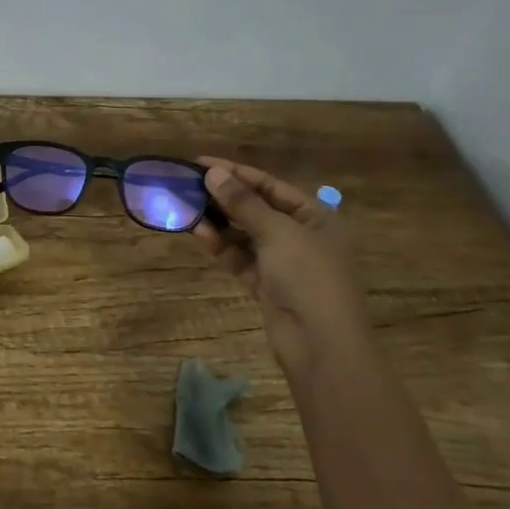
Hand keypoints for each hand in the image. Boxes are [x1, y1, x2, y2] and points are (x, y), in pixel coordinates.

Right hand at [195, 158, 367, 369]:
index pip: (271, 185)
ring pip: (246, 234)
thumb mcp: (277, 232)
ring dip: (219, 222)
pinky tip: (200, 234)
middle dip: (224, 197)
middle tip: (188, 185)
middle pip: (257, 208)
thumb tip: (213, 173)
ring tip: (187, 208)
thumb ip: (243, 202)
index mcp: (316, 217)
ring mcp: (285, 263)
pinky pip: (241, 258)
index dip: (236, 172)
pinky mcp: (268, 285)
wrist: (322, 346)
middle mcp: (302, 236)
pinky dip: (222, 247)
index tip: (200, 163)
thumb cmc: (308, 277)